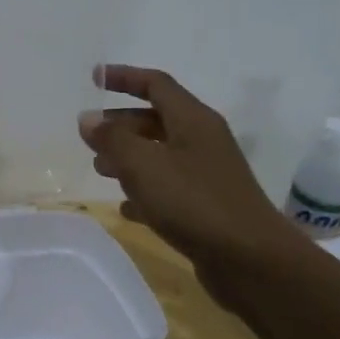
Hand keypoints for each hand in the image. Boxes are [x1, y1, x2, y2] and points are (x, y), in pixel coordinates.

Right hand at [80, 65, 306, 285]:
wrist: (251, 261)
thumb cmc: (194, 202)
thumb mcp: (143, 165)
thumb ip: (112, 139)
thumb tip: (88, 119)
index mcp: (193, 120)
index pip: (156, 84)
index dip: (124, 77)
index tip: (94, 78)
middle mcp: (202, 141)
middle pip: (155, 120)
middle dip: (120, 124)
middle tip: (90, 138)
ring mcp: (206, 174)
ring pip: (160, 154)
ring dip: (128, 158)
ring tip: (101, 171)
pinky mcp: (206, 206)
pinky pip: (168, 189)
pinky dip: (145, 192)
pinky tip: (127, 208)